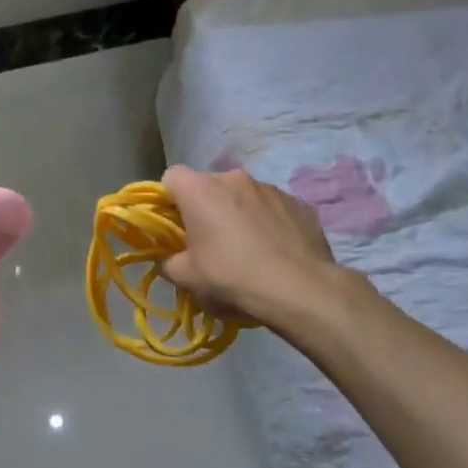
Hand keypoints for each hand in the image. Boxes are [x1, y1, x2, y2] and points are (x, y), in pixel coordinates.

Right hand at [159, 165, 352, 326]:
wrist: (301, 291)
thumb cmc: (232, 278)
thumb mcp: (185, 278)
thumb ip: (167, 260)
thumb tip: (170, 256)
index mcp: (200, 189)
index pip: (172, 177)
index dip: (168, 200)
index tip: (175, 227)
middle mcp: (234, 178)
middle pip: (208, 186)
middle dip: (204, 208)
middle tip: (209, 243)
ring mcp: (271, 188)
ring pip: (242, 196)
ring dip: (237, 214)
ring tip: (247, 250)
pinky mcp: (299, 203)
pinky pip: (272, 208)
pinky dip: (267, 223)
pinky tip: (274, 251)